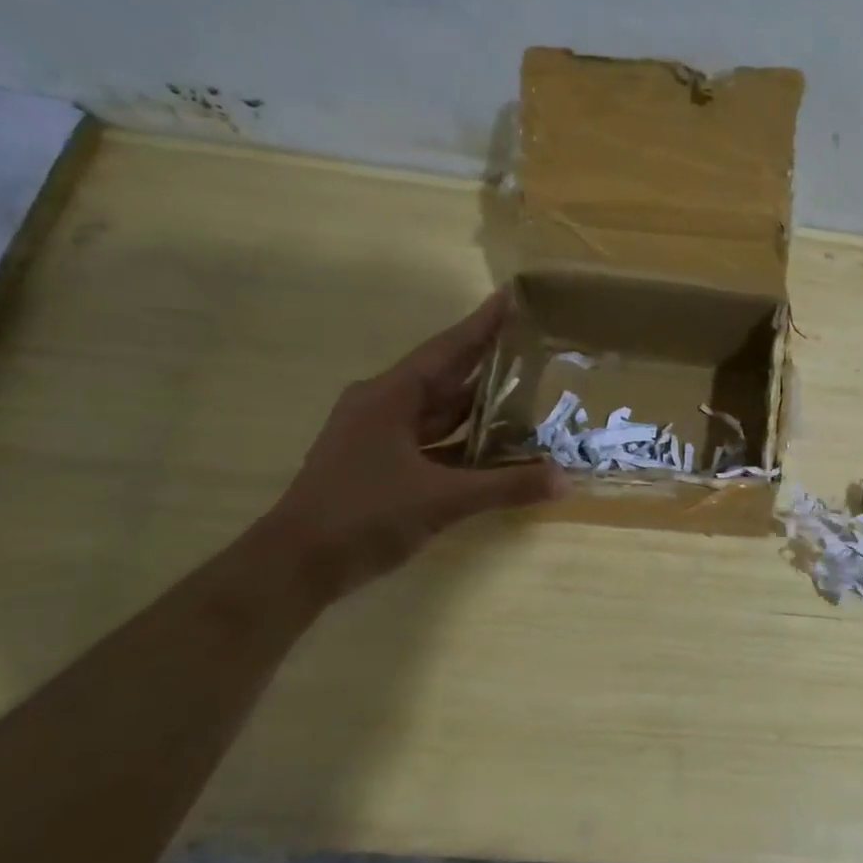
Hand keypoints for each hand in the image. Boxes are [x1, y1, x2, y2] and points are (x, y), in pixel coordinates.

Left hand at [258, 291, 564, 595]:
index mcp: (389, 397)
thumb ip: (506, 486)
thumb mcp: (442, 499)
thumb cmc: (364, 516)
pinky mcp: (380, 463)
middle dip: (487, 361)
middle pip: (445, 376)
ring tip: (526, 390)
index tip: (511, 298)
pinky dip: (463, 440)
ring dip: (477, 404)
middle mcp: (382, 406)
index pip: (446, 350)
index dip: (481, 325)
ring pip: (438, 411)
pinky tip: (496, 444)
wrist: (297, 564)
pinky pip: (432, 440)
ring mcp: (378, 436)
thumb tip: (565, 479)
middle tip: (532, 344)